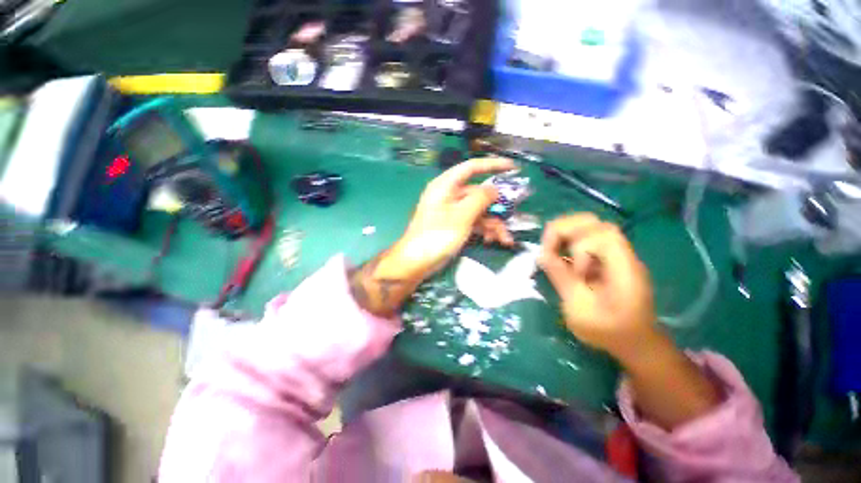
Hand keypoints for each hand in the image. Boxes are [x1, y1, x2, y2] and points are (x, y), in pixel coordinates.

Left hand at [348, 157, 514, 316]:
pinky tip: (492, 241)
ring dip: (493, 224)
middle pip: (478, 194)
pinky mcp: (454, 225)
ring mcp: (452, 212)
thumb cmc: (436, 236)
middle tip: (513, 216)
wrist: (416, 262)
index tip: (513, 168)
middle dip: (496, 207)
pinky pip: (473, 222)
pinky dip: (483, 230)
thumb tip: (494, 189)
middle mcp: (449, 196)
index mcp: (446, 186)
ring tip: (504, 239)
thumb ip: (480, 199)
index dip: (493, 165)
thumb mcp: (461, 216)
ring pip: (478, 211)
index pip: (471, 167)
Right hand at [539, 214, 720, 429]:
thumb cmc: (611, 333)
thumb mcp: (580, 310)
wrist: (637, 345)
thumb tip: (541, 255)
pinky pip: (588, 242)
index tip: (566, 267)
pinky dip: (570, 245)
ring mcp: (618, 258)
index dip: (577, 244)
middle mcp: (624, 256)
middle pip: (595, 223)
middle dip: (565, 230)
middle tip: (549, 250)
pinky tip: (563, 262)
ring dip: (566, 237)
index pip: (601, 234)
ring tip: (556, 258)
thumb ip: (561, 278)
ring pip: (591, 228)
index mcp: (622, 269)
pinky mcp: (611, 262)